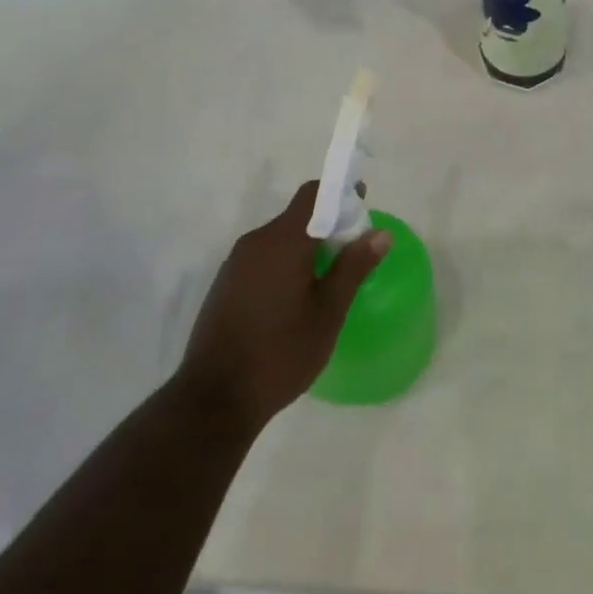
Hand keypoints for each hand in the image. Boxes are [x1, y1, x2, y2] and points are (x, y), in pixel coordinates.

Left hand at [172, 180, 389, 437]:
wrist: (212, 401)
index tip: (362, 204)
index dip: (340, 192)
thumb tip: (380, 233)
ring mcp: (236, 263)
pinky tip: (296, 296)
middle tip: (353, 250)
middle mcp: (256, 241)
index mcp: (284, 241)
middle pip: (297, 215)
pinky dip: (286, 262)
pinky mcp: (225, 284)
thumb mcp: (328, 313)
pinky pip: (263, 257)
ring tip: (329, 277)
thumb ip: (353, 267)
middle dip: (328, 223)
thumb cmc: (280, 354)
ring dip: (306, 245)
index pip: (313, 194)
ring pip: (280, 237)